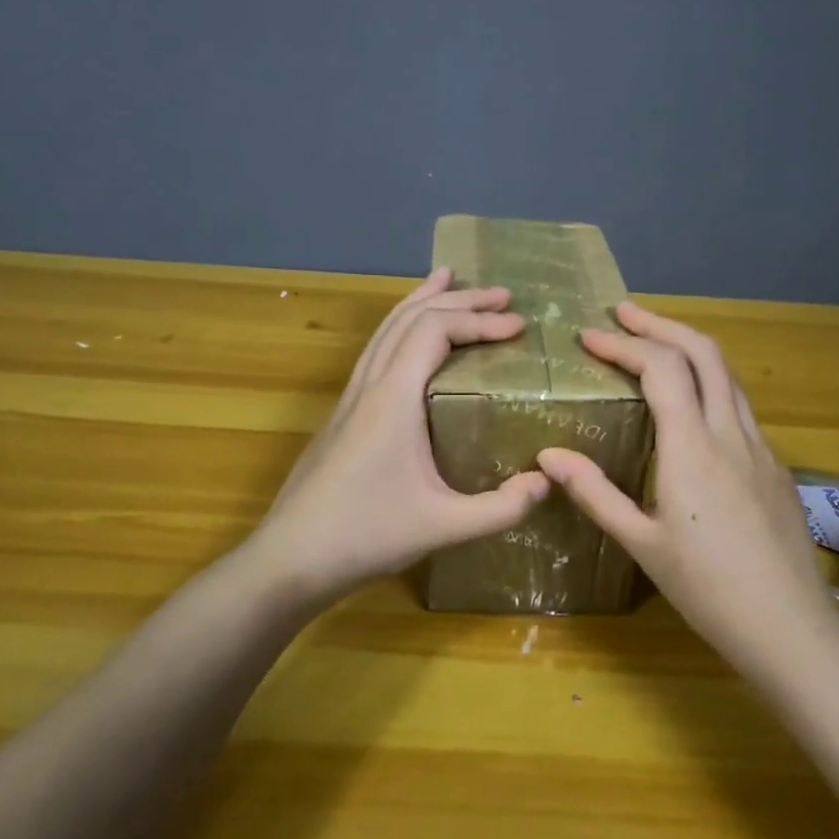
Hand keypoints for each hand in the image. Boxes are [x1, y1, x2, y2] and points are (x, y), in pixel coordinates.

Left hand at [246, 267, 550, 604]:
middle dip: (459, 299)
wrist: (290, 558)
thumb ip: (501, 508)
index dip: (480, 320)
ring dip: (422, 301)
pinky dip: (401, 327)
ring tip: (450, 280)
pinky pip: (375, 350)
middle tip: (502, 295)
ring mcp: (350, 396)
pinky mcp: (343, 413)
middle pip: (411, 317)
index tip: (520, 326)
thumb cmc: (366, 536)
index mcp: (393, 397)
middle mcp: (369, 384)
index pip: (436, 330)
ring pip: (386, 328)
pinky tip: (411, 340)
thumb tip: (547, 481)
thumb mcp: (444, 527)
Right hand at [536, 302, 836, 667]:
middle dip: (660, 324)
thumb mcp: (641, 543)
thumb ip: (594, 493)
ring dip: (689, 349)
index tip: (589, 336)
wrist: (789, 626)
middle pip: (703, 351)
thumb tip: (547, 456)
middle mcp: (731, 432)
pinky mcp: (776, 465)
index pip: (661, 368)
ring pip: (728, 374)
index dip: (623, 344)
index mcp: (693, 447)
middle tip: (623, 314)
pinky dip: (709, 383)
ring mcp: (760, 446)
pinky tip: (691, 407)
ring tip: (654, 346)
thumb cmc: (706, 589)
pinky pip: (739, 405)